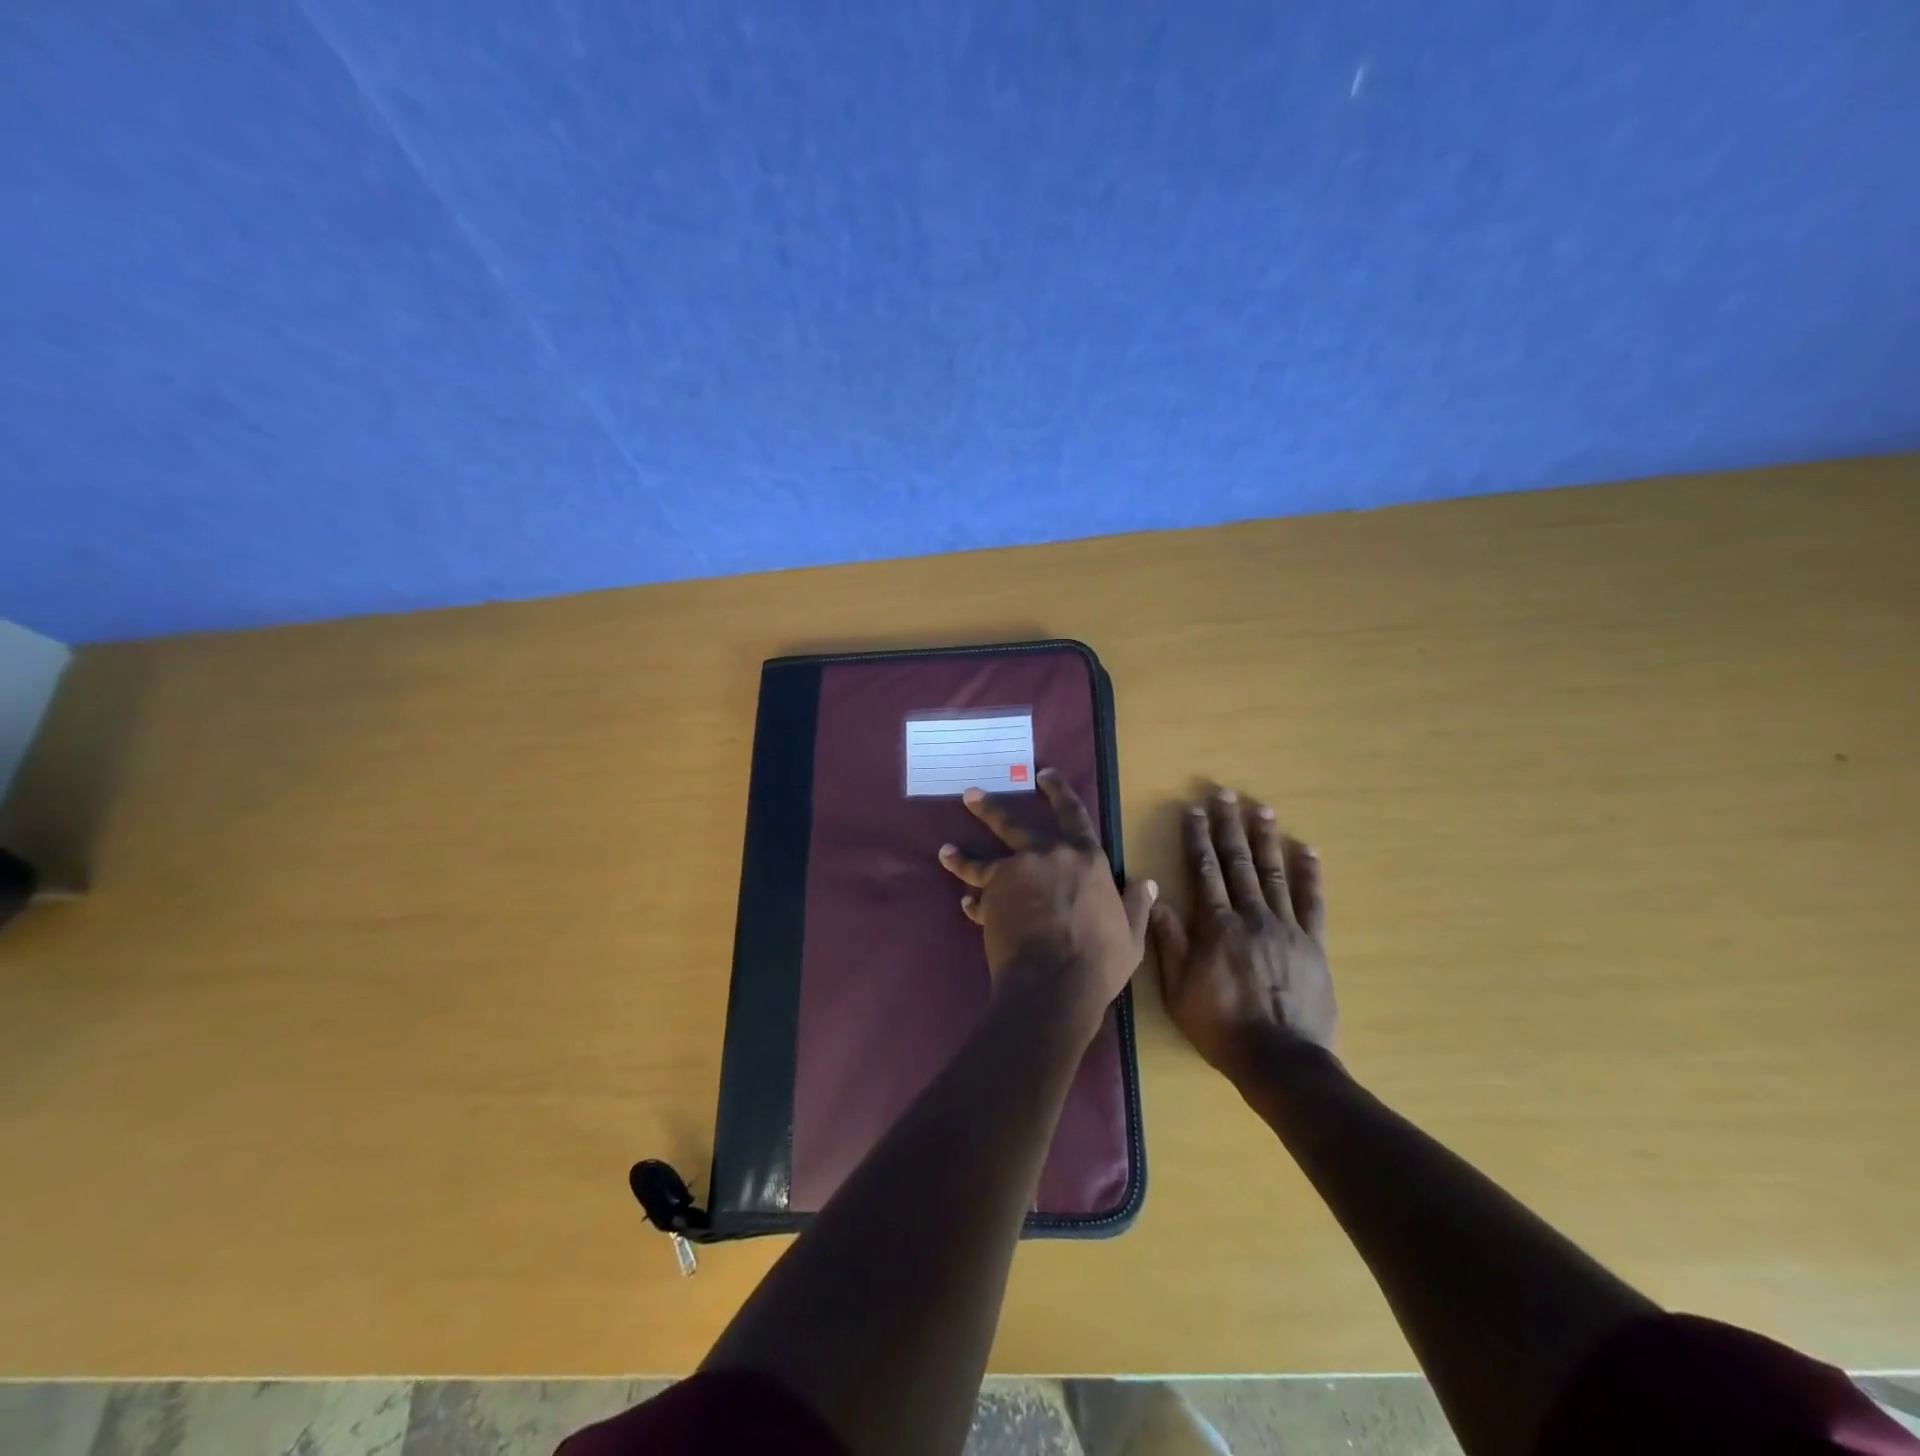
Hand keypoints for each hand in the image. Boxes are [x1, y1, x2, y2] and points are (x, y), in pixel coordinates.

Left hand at [938, 769, 1155, 1037]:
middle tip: (970, 795)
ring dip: (962, 854)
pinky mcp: (991, 896)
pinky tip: (965, 903)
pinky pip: (978, 894)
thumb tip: (1149, 883)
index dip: (1058, 791)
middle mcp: (1047, 855)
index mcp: (1085, 858)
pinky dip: (972, 900)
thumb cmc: (1099, 960)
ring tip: (946, 850)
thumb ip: (1136, 905)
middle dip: (990, 808)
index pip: (1072, 813)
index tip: (1043, 775)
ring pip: (982, 857)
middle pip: (1012, 823)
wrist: (1055, 983)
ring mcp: (1014, 872)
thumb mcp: (1130, 935)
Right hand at [1152, 788, 1335, 1082]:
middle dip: (1229, 826)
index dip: (1197, 838)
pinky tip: (1307, 851)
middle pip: (1238, 862)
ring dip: (1266, 839)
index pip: (1204, 870)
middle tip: (1226, 794)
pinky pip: (1312, 903)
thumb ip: (1168, 941)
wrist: (1280, 1061)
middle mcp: (1251, 916)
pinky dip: (1310, 875)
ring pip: (1273, 873)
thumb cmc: (1221, 1026)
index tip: (1194, 810)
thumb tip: (1155, 897)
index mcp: (1216, 925)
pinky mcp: (1313, 944)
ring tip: (1261, 809)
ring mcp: (1286, 928)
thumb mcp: (1179, 988)